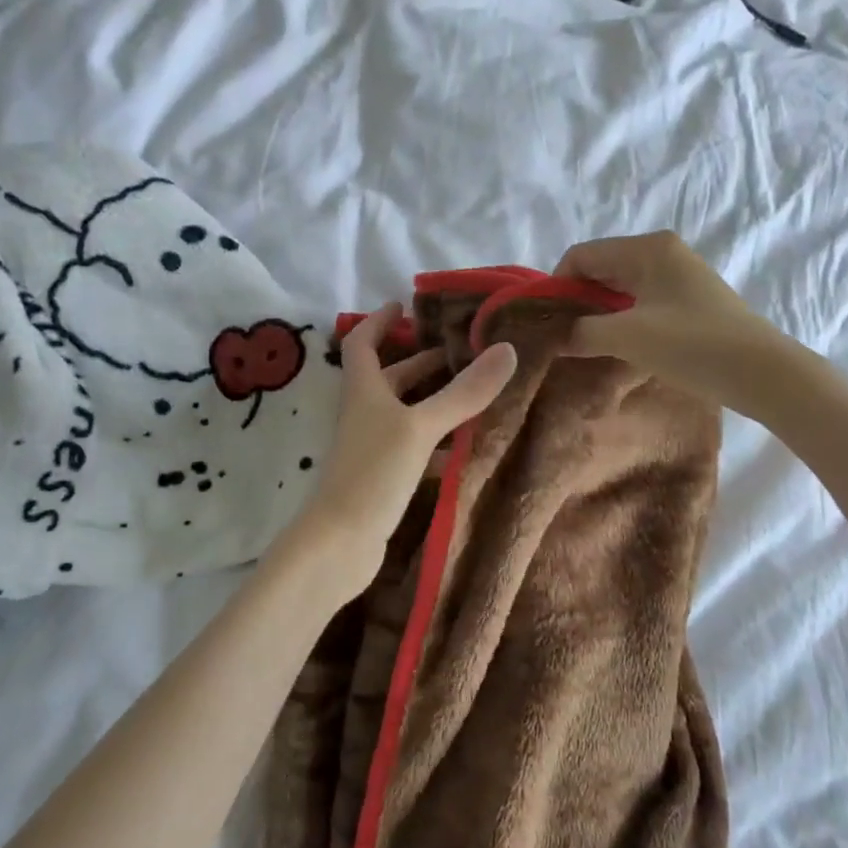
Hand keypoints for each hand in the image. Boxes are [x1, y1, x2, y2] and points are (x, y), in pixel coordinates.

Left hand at [282, 303, 516, 604]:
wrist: (340, 543)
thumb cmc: (373, 473)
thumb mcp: (421, 427)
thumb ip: (463, 392)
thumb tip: (506, 349)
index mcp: (364, 390)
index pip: (363, 342)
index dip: (379, 321)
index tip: (403, 305)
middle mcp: (365, 412)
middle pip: (391, 377)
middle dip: (422, 362)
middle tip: (462, 352)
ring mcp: (373, 446)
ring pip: (406, 413)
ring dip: (434, 401)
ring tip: (476, 393)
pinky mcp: (384, 476)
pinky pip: (415, 447)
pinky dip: (438, 442)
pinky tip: (466, 448)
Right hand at [554, 232, 793, 401]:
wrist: (764, 373)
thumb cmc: (693, 345)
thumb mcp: (628, 338)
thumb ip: (583, 332)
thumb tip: (554, 337)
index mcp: (647, 248)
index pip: (582, 255)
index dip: (557, 285)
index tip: (544, 321)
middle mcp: (661, 252)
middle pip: (601, 268)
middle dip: (576, 299)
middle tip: (559, 336)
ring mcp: (678, 275)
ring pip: (620, 287)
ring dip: (598, 312)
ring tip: (582, 343)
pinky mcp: (689, 300)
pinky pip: (640, 301)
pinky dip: (621, 319)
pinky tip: (615, 345)